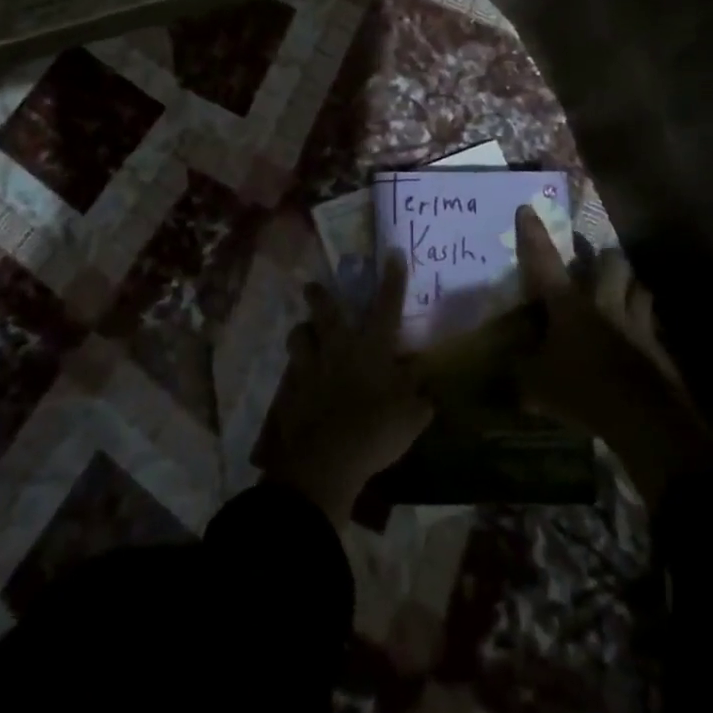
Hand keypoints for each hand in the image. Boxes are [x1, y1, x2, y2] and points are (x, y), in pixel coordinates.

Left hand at [257, 255, 433, 529]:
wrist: (326, 459)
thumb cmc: (376, 432)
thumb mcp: (411, 416)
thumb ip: (418, 395)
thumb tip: (422, 378)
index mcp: (372, 348)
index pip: (386, 306)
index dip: (392, 279)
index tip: (392, 254)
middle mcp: (339, 347)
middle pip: (325, 310)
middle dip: (319, 294)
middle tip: (313, 286)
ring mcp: (311, 365)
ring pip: (299, 334)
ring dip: (302, 331)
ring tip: (303, 332)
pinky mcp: (291, 388)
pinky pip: (291, 370)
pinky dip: (295, 369)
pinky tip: (297, 376)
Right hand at [512, 205, 712, 508]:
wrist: (645, 420)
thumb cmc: (583, 392)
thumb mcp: (536, 387)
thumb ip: (518, 371)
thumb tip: (500, 368)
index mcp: (568, 304)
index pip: (544, 260)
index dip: (533, 234)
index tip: (527, 209)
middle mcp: (603, 302)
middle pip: (610, 261)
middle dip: (602, 256)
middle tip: (594, 262)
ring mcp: (637, 322)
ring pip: (638, 286)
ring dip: (629, 285)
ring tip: (622, 292)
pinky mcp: (659, 347)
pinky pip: (652, 324)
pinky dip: (645, 324)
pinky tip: (639, 335)